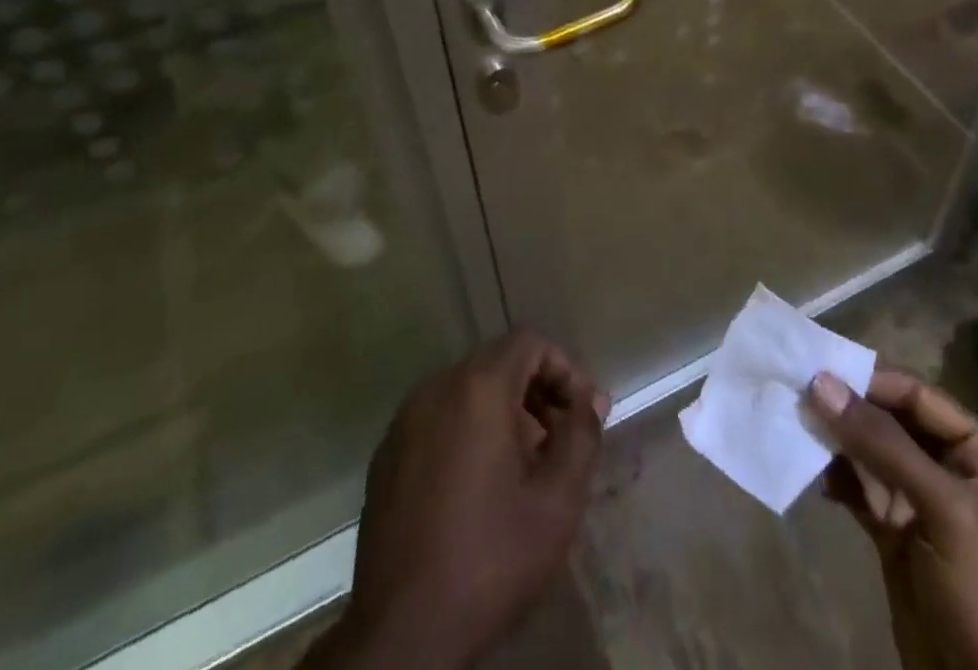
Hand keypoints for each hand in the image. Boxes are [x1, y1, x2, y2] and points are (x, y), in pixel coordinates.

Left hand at [312, 331, 608, 669]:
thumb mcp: (557, 500)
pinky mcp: (386, 456)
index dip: (564, 369)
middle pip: (497, 362)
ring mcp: (404, 421)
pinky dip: (468, 431)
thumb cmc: (489, 558)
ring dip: (503, 412)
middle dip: (537, 391)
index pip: (529, 342)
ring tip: (524, 466)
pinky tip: (479, 486)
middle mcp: (435, 389)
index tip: (582, 414)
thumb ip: (582, 435)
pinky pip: (438, 419)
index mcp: (477, 387)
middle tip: (559, 441)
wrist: (401, 635)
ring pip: (467, 390)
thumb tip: (591, 399)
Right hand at [810, 368, 977, 669]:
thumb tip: (820, 381)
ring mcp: (927, 504)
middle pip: (892, 421)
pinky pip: (861, 490)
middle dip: (846, 410)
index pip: (919, 396)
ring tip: (792, 424)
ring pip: (871, 454)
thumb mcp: (946, 511)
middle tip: (793, 392)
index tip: (815, 369)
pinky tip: (805, 468)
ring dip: (834, 441)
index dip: (868, 381)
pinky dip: (835, 478)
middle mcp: (958, 469)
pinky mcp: (900, 536)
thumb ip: (883, 443)